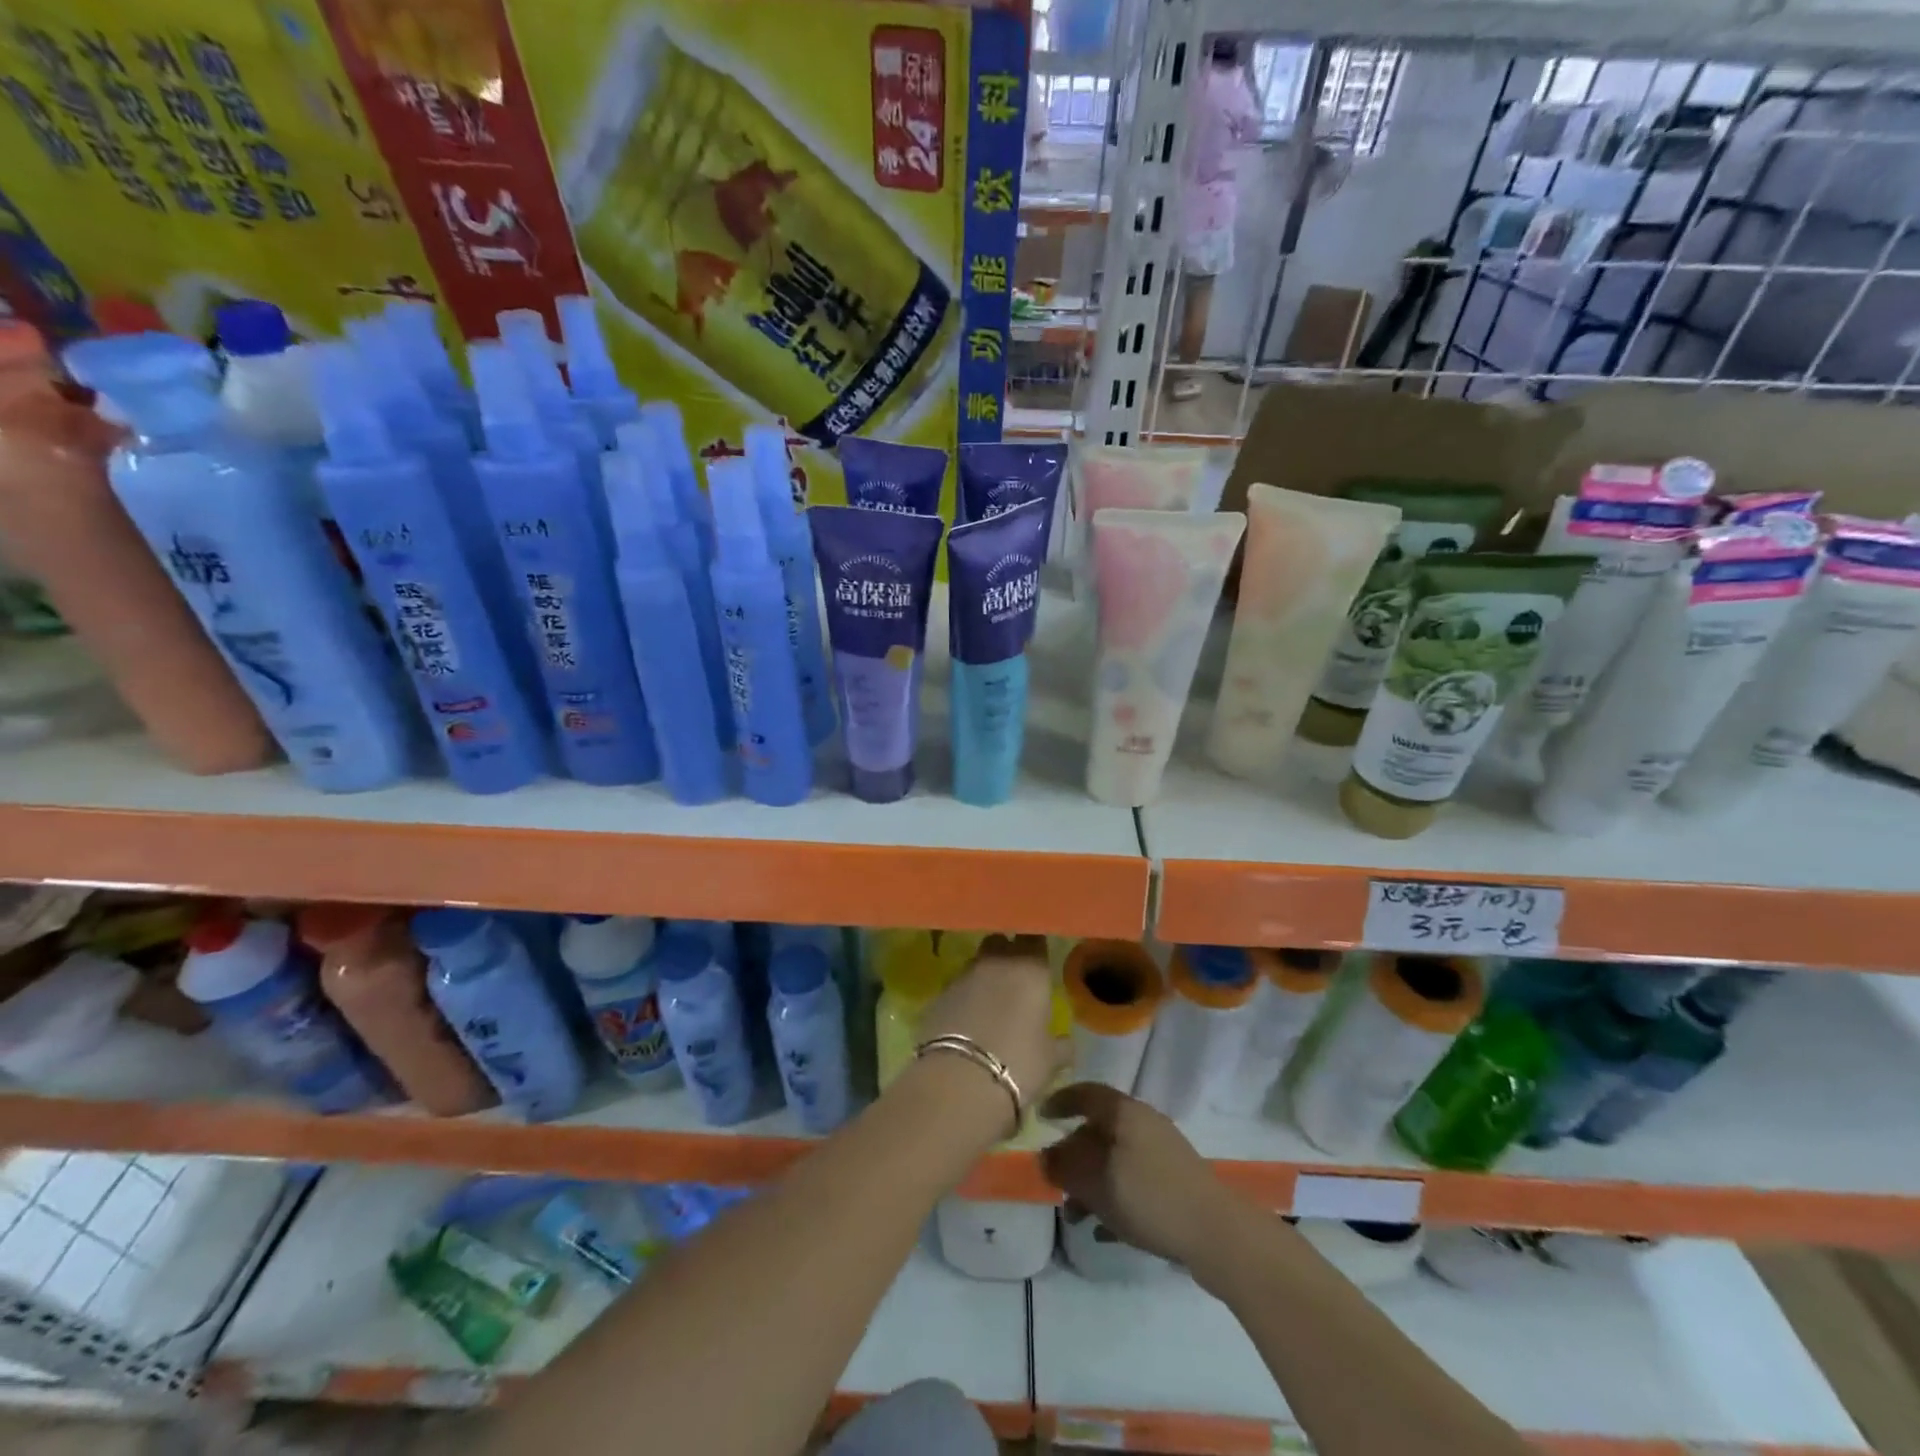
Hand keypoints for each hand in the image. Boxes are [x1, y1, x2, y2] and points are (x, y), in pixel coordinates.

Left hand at [917, 935, 1064, 1119]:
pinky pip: (956, 987)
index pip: (1034, 937)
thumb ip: (1060, 1045)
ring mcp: (962, 975)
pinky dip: (964, 997)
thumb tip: (1066, 1043)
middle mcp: (995, 961)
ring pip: (976, 963)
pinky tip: (967, 1021)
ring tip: (990, 1003)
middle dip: (1007, 953)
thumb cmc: (1018, 1064)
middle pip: (1001, 942)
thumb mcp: (1050, 1060)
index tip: (1039, 957)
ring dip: (984, 976)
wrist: (959, 1081)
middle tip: (1015, 977)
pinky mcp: (938, 994)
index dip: (1036, 946)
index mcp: (1030, 968)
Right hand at [1040, 1083, 1241, 1271]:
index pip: (1086, 1094)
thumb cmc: (1150, 1197)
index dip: (1060, 1101)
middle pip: (1098, 1130)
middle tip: (1054, 1181)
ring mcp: (1162, 1154)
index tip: (1040, 1117)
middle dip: (1072, 1156)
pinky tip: (1103, 1229)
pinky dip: (1114, 1198)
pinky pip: (1133, 1182)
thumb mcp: (1097, 1183)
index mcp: (1125, 1113)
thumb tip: (1045, 1157)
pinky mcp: (1174, 1183)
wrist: (1217, 1234)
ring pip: (1114, 1160)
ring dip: (1091, 1183)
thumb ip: (1066, 1168)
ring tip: (1075, 1216)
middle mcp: (1144, 1124)